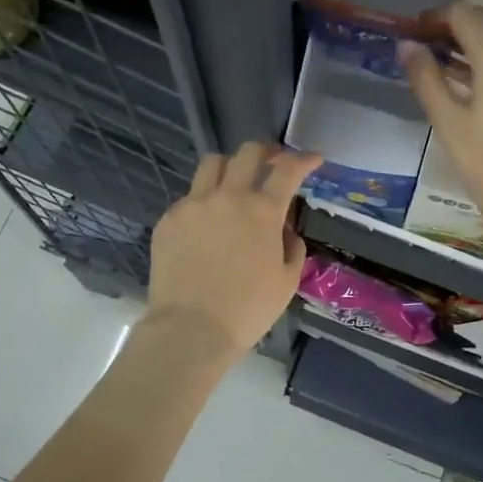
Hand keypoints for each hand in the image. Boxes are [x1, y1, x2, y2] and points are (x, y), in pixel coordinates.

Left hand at [146, 141, 321, 358]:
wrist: (190, 330)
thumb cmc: (248, 310)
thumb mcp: (287, 281)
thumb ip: (292, 246)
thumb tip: (283, 230)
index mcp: (263, 211)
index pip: (288, 169)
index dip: (304, 159)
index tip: (313, 159)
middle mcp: (228, 197)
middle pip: (248, 153)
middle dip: (266, 151)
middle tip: (272, 162)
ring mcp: (194, 204)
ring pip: (212, 164)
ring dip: (230, 167)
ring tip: (234, 183)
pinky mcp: (169, 219)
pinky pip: (189, 197)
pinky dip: (204, 201)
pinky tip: (206, 225)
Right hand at [399, 1, 482, 241]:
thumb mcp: (448, 123)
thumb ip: (426, 78)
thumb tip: (407, 46)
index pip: (463, 13)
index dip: (434, 17)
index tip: (413, 34)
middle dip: (454, 24)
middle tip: (425, 47)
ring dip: (473, 38)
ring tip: (444, 64)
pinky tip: (472, 80)